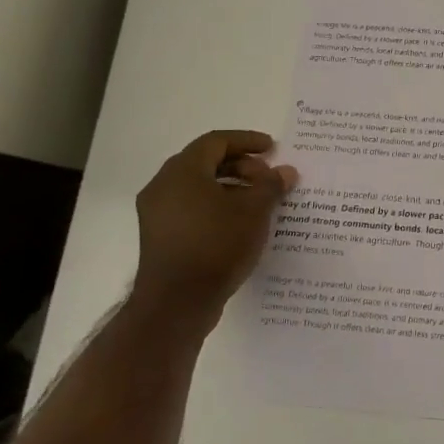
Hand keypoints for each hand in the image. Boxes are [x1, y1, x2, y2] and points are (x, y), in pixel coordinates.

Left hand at [133, 130, 298, 317]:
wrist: (177, 302)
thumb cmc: (217, 245)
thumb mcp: (254, 211)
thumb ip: (271, 186)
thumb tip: (286, 171)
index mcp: (182, 172)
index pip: (216, 142)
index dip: (247, 141)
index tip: (273, 149)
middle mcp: (163, 186)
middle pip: (204, 162)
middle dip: (241, 165)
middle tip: (268, 177)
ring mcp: (157, 213)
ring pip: (197, 186)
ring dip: (230, 186)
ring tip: (259, 201)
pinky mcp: (160, 235)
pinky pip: (191, 207)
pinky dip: (216, 205)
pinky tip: (239, 222)